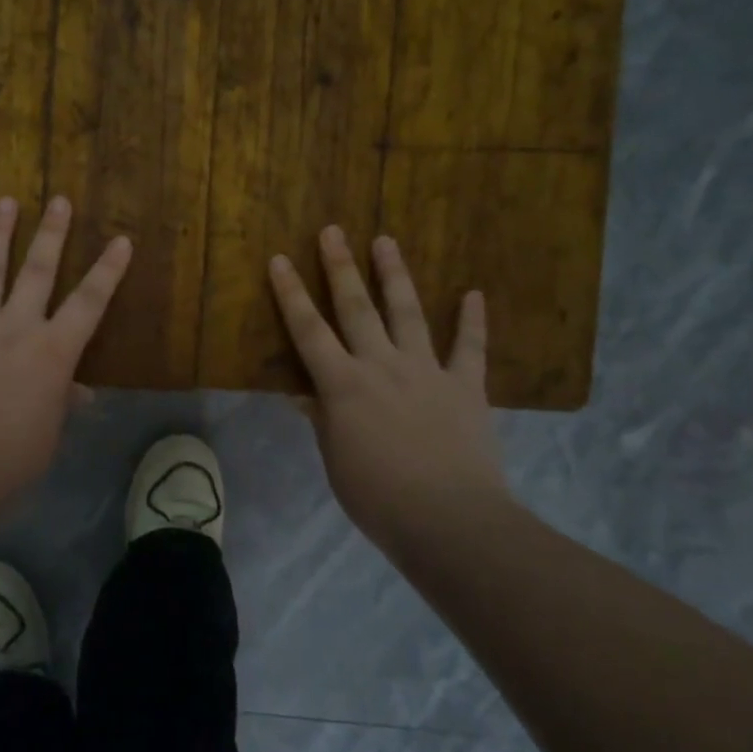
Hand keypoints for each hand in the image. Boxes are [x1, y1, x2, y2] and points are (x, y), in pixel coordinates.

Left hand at [0, 195, 131, 505]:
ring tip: (4, 201)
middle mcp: (16, 327)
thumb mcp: (50, 431)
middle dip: (51, 233)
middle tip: (58, 200)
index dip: (108, 270)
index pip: (90, 302)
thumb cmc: (12, 457)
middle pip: (38, 271)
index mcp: (53, 351)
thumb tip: (79, 393)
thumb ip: (62, 402)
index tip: (121, 239)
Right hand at [268, 227, 514, 547]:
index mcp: (343, 385)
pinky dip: (472, 320)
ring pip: (407, 313)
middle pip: (356, 307)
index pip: (308, 331)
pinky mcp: (465, 386)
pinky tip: (473, 293)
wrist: (450, 521)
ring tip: (386, 240)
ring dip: (394, 275)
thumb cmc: (378, 497)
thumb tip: (302, 393)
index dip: (291, 294)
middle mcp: (381, 365)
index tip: (279, 260)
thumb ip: (322, 419)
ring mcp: (426, 371)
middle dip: (340, 267)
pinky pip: (469, 348)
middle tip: (332, 231)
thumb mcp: (336, 460)